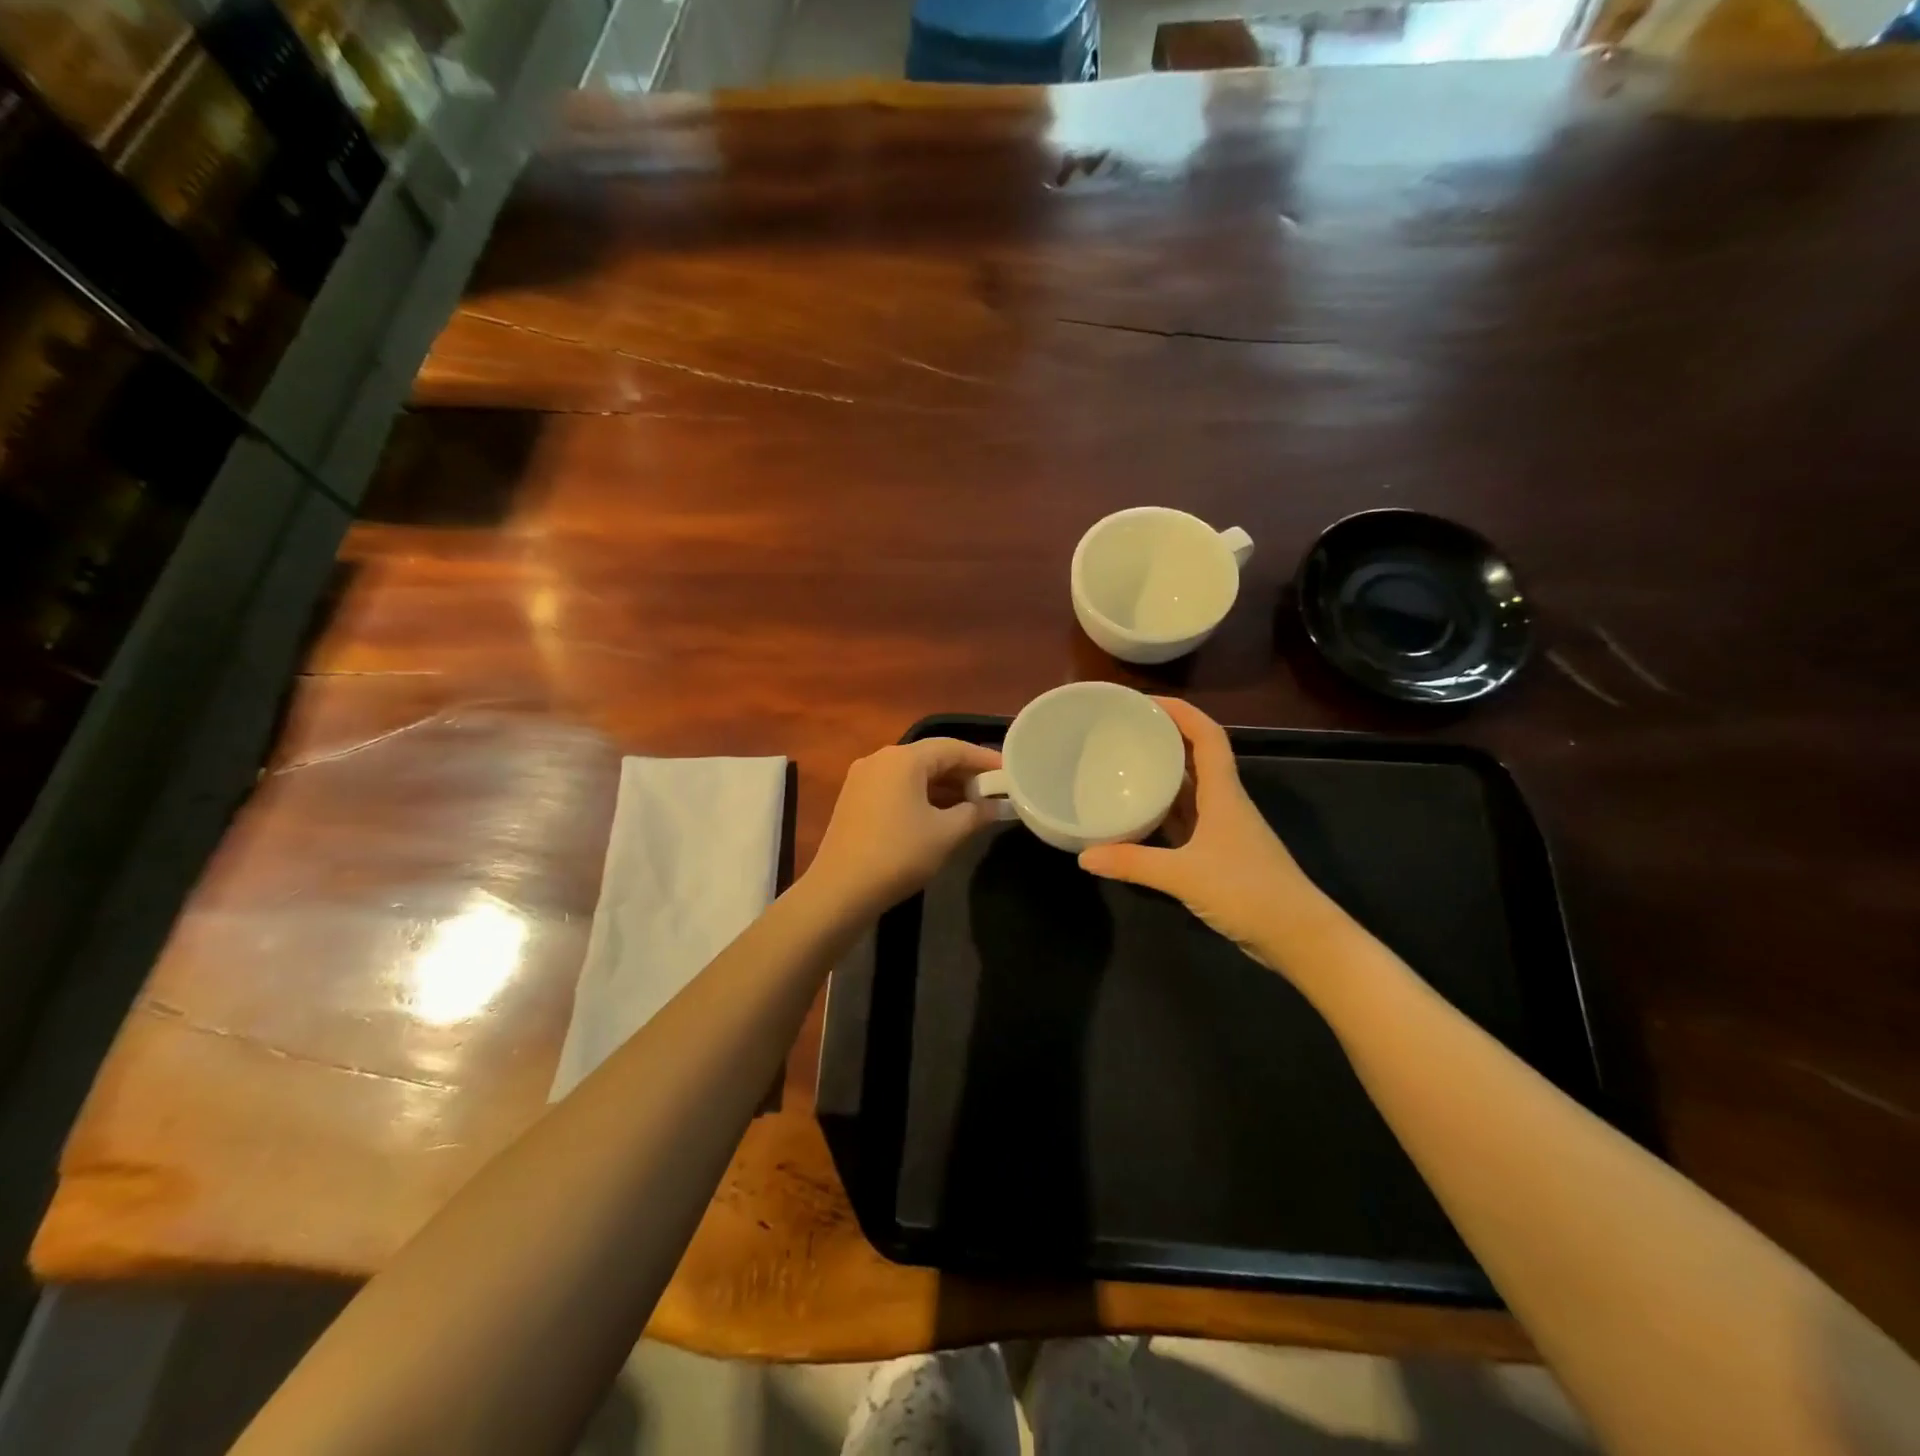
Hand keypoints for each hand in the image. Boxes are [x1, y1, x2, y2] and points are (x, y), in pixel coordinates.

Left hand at [806, 738, 1003, 916]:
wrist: (840, 890)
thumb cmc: (898, 855)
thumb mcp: (946, 835)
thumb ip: (975, 814)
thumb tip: (995, 806)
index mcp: (903, 759)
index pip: (953, 748)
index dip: (983, 759)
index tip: (1008, 772)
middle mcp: (880, 759)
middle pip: (931, 757)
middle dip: (964, 772)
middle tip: (993, 790)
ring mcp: (863, 778)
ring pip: (913, 773)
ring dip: (943, 785)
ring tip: (973, 804)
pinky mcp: (854, 798)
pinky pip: (897, 787)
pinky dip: (922, 795)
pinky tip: (940, 813)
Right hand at [1078, 698, 1333, 970]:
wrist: (1298, 936)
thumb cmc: (1248, 892)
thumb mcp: (1184, 876)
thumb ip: (1133, 864)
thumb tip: (1084, 856)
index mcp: (1223, 794)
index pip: (1207, 737)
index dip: (1181, 712)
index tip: (1146, 701)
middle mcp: (1224, 803)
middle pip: (1196, 757)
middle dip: (1165, 738)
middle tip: (1125, 731)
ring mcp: (1223, 829)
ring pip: (1190, 790)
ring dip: (1164, 774)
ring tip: (1125, 765)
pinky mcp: (1220, 854)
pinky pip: (1186, 820)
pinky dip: (1164, 813)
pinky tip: (1138, 818)